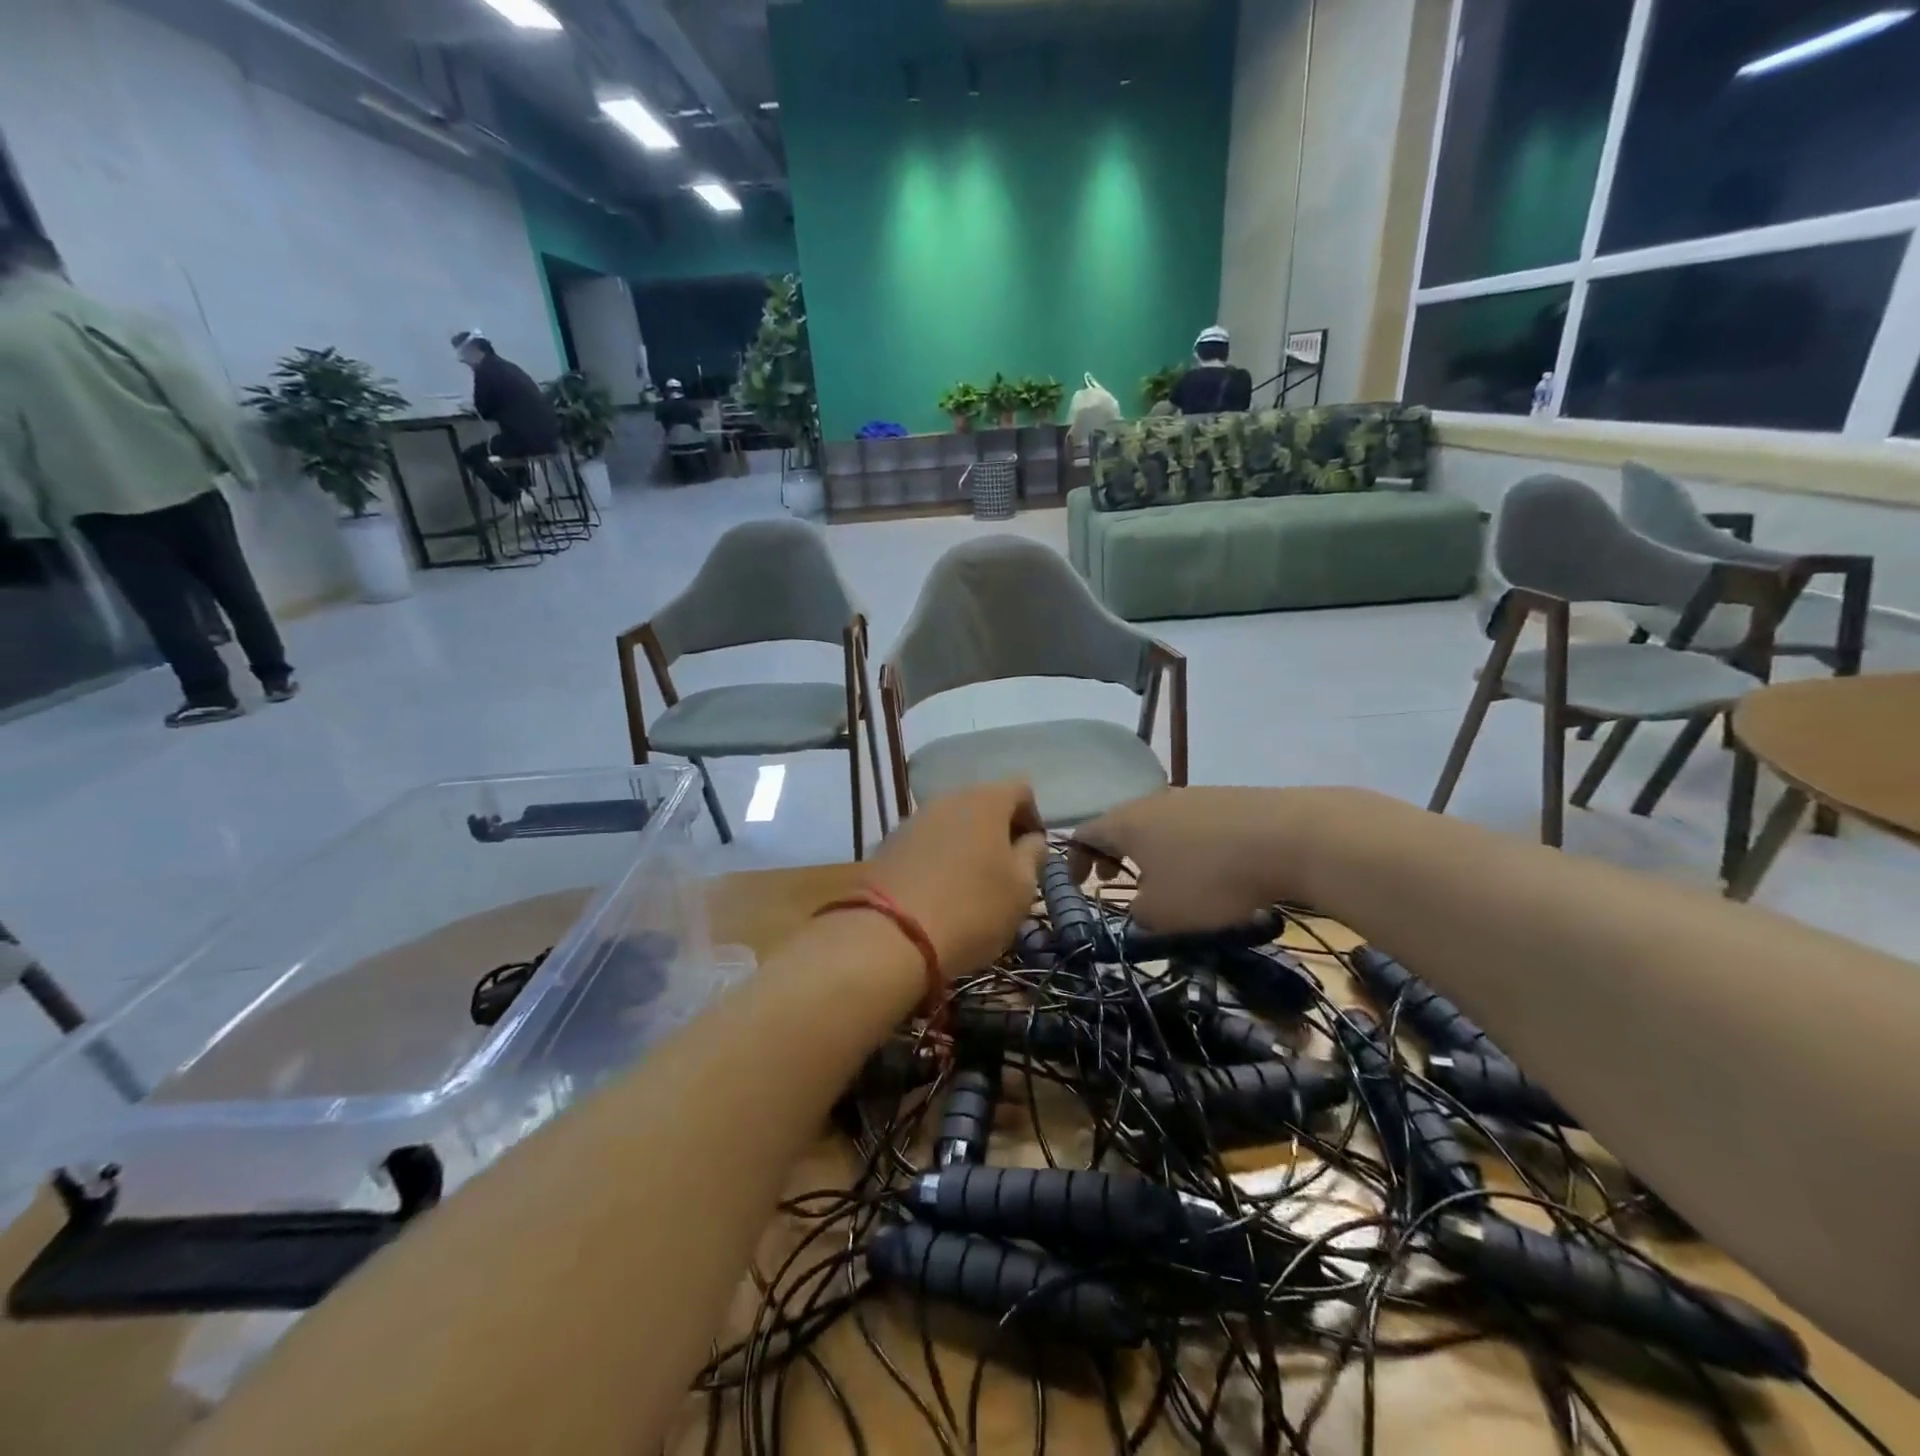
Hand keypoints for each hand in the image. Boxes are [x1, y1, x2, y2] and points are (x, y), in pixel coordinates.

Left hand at [867, 782, 1047, 976]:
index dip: (1033, 818)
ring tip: (970, 884)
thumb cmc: (972, 909)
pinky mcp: (889, 842)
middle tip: (1005, 871)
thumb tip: (1030, 839)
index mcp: (986, 800)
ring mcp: (914, 818)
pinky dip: (938, 857)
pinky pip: (926, 841)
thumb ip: (1033, 856)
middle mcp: (948, 798)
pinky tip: (939, 891)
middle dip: (998, 831)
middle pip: (983, 803)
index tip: (1032, 854)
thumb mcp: (1022, 889)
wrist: (891, 936)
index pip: (1022, 790)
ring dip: (967, 844)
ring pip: (952, 822)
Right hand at [1069, 787, 1334, 931]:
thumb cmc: (1210, 878)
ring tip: (1164, 879)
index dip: (1075, 860)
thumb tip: (1140, 909)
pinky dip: (1183, 846)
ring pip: (1157, 824)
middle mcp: (1152, 801)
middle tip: (1115, 879)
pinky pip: (1190, 825)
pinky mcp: (1227, 800)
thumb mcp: (1162, 913)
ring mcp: (1191, 796)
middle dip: (1113, 853)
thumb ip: (1137, 915)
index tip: (1079, 884)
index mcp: (1126, 823)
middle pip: (1120, 824)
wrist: (1290, 837)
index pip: (1084, 834)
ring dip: (1150, 851)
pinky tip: (1207, 868)